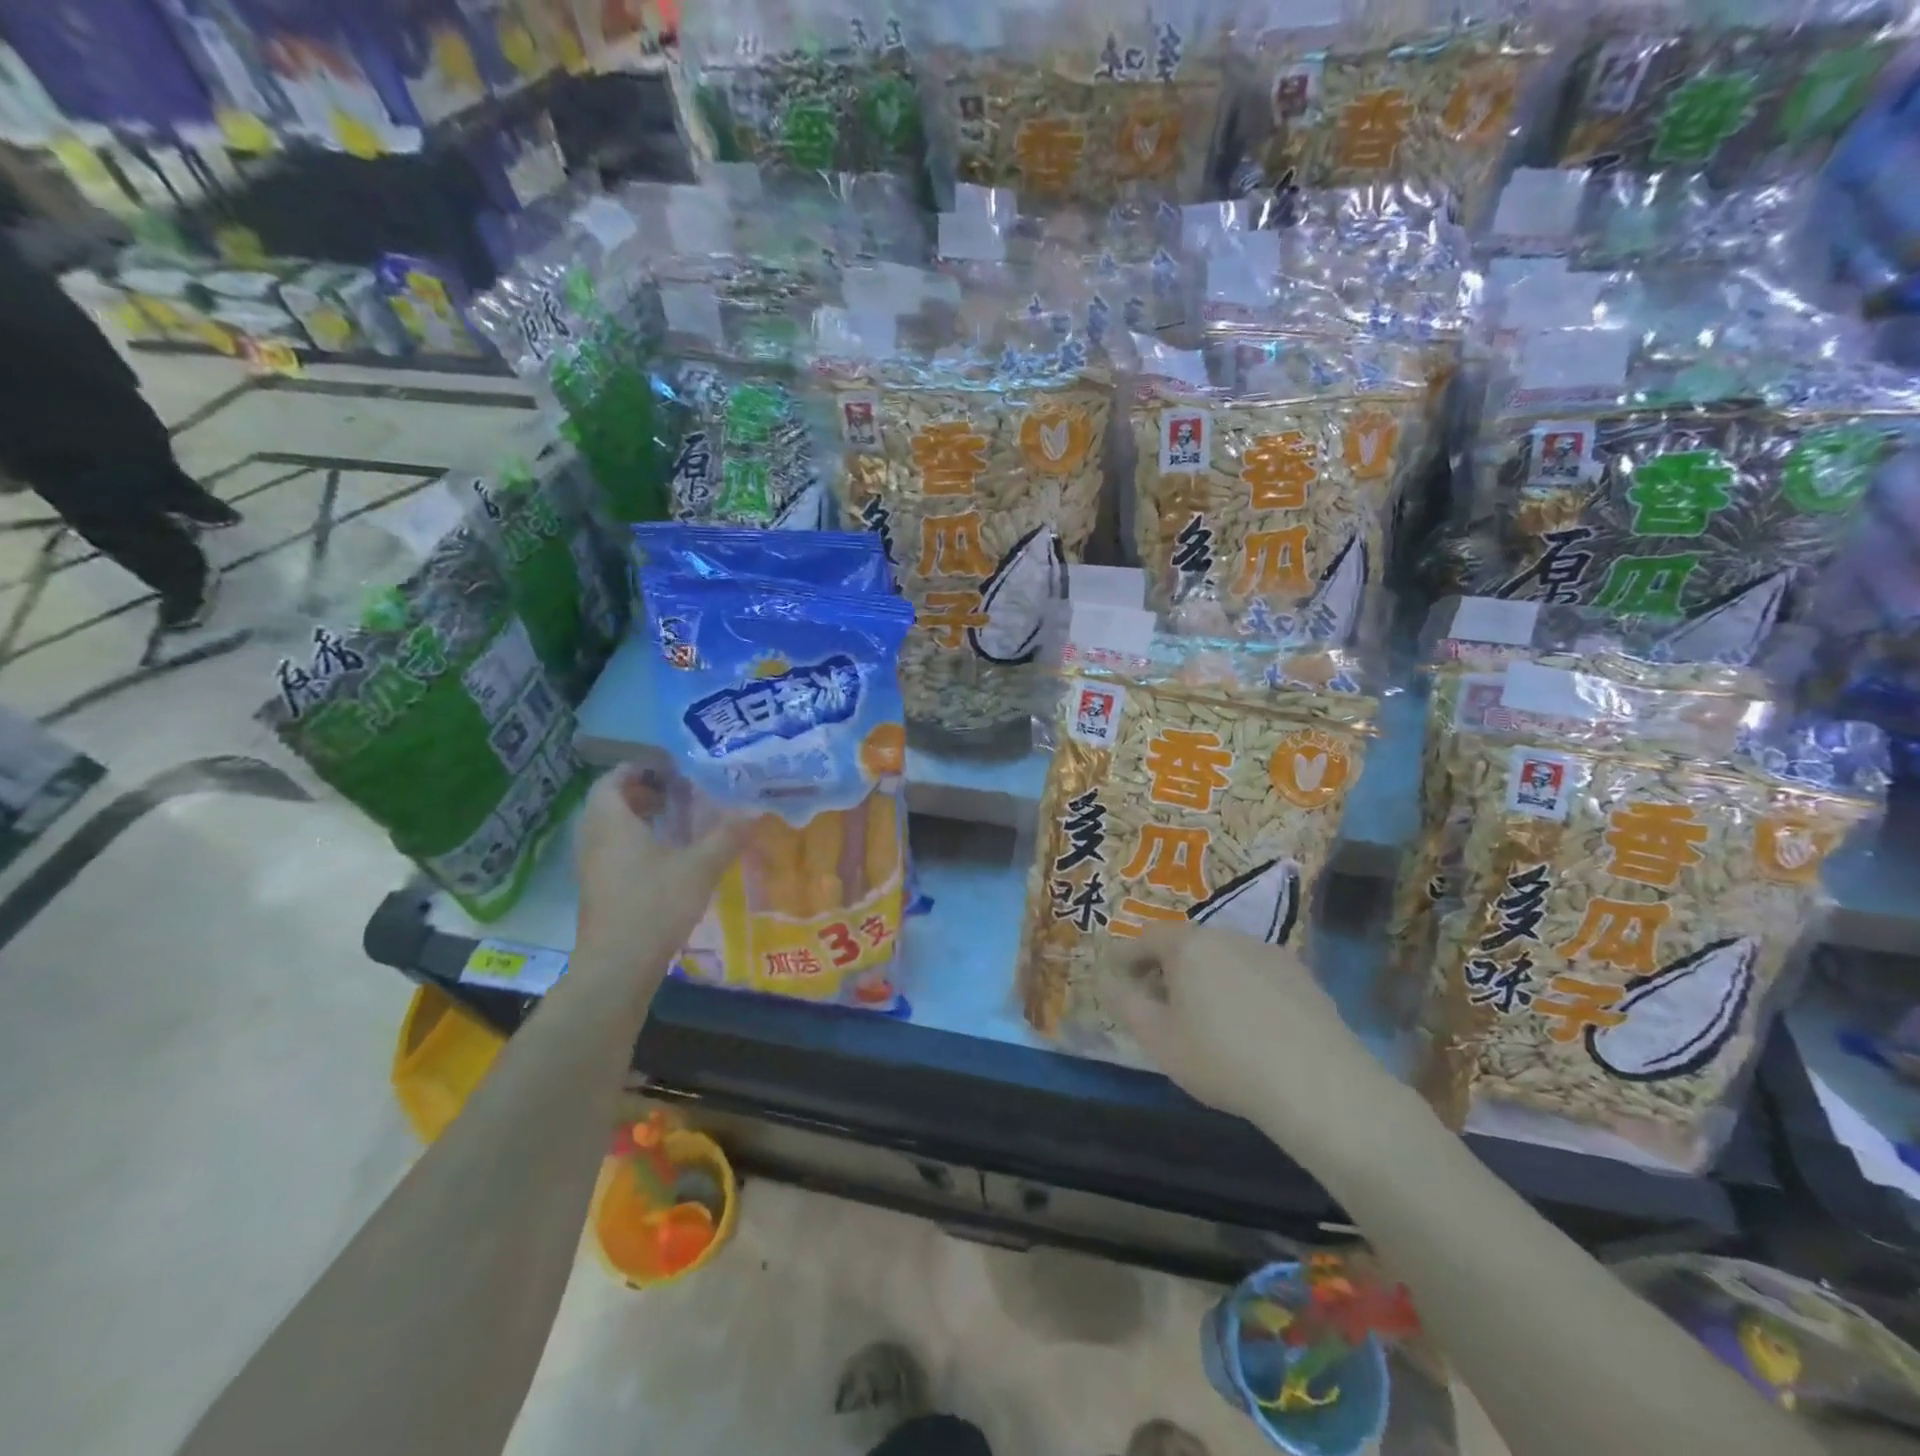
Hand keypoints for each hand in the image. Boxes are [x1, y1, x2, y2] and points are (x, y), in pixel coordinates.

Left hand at [575, 765, 750, 988]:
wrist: (617, 966)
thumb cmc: (655, 906)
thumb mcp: (700, 868)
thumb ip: (727, 837)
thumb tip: (755, 812)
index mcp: (612, 822)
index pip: (612, 780)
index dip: (638, 769)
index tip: (669, 769)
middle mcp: (593, 838)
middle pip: (608, 802)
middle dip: (639, 792)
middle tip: (675, 791)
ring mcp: (590, 866)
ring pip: (607, 827)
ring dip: (635, 817)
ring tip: (672, 820)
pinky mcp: (596, 889)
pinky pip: (609, 849)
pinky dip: (631, 841)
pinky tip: (663, 856)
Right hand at [1109, 923, 1406, 1137]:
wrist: (1318, 1085)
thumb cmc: (1223, 1059)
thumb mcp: (1159, 1039)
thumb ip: (1125, 1003)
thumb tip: (1107, 979)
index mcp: (1188, 945)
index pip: (1145, 938)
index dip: (1126, 958)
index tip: (1117, 980)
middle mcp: (1226, 936)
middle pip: (1185, 944)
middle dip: (1165, 968)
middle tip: (1157, 1003)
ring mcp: (1268, 952)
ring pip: (1222, 956)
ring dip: (1204, 976)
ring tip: (1204, 1017)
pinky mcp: (1301, 975)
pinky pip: (1255, 972)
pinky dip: (1240, 988)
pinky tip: (1248, 1025)